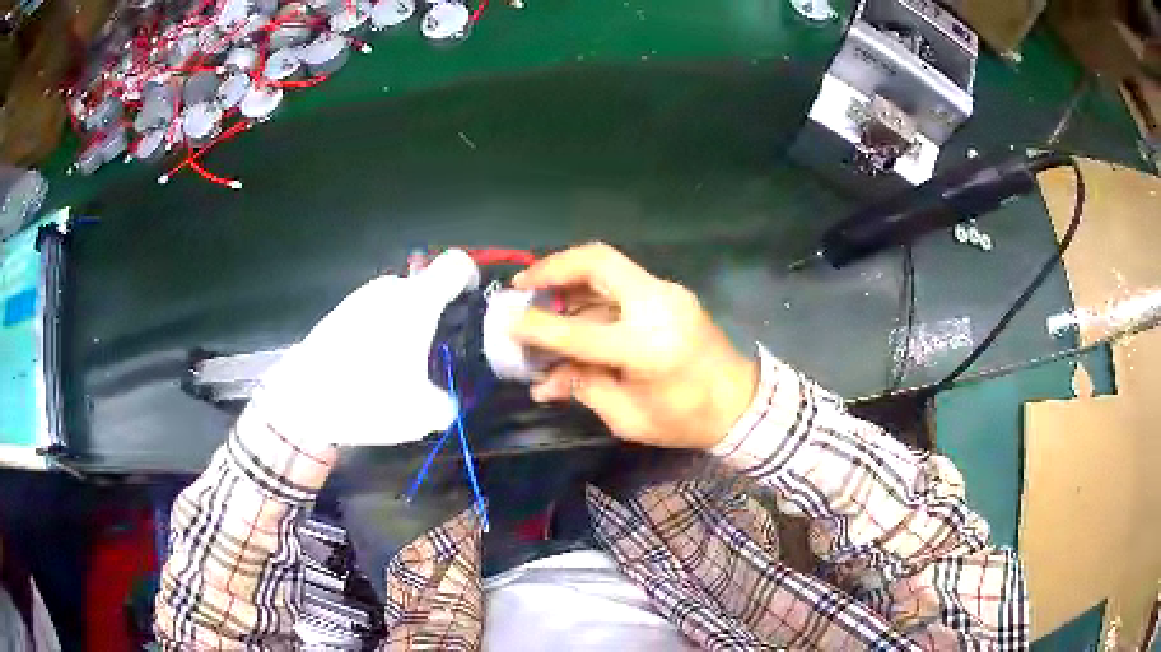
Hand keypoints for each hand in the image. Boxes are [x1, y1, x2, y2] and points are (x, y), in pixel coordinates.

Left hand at [250, 249, 479, 448]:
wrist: (301, 398)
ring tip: (403, 368)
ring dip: (411, 327)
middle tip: (439, 356)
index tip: (473, 309)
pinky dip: (386, 331)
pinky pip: (378, 312)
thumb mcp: (422, 414)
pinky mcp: (343, 310)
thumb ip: (451, 402)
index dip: (472, 280)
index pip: (457, 264)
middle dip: (441, 317)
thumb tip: (454, 398)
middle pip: (430, 289)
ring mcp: (363, 297)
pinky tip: (374, 366)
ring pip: (402, 302)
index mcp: (417, 301)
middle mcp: (391, 288)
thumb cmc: (366, 396)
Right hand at [510, 243, 757, 449]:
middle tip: (522, 285)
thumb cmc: (686, 420)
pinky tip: (574, 312)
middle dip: (553, 267)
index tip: (506, 321)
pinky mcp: (670, 295)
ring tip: (540, 301)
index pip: (576, 329)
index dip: (536, 326)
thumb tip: (543, 380)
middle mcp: (656, 306)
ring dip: (570, 282)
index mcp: (645, 345)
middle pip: (597, 261)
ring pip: (608, 268)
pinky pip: (622, 284)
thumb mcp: (628, 416)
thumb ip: (583, 388)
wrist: (742, 404)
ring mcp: (667, 294)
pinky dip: (592, 294)